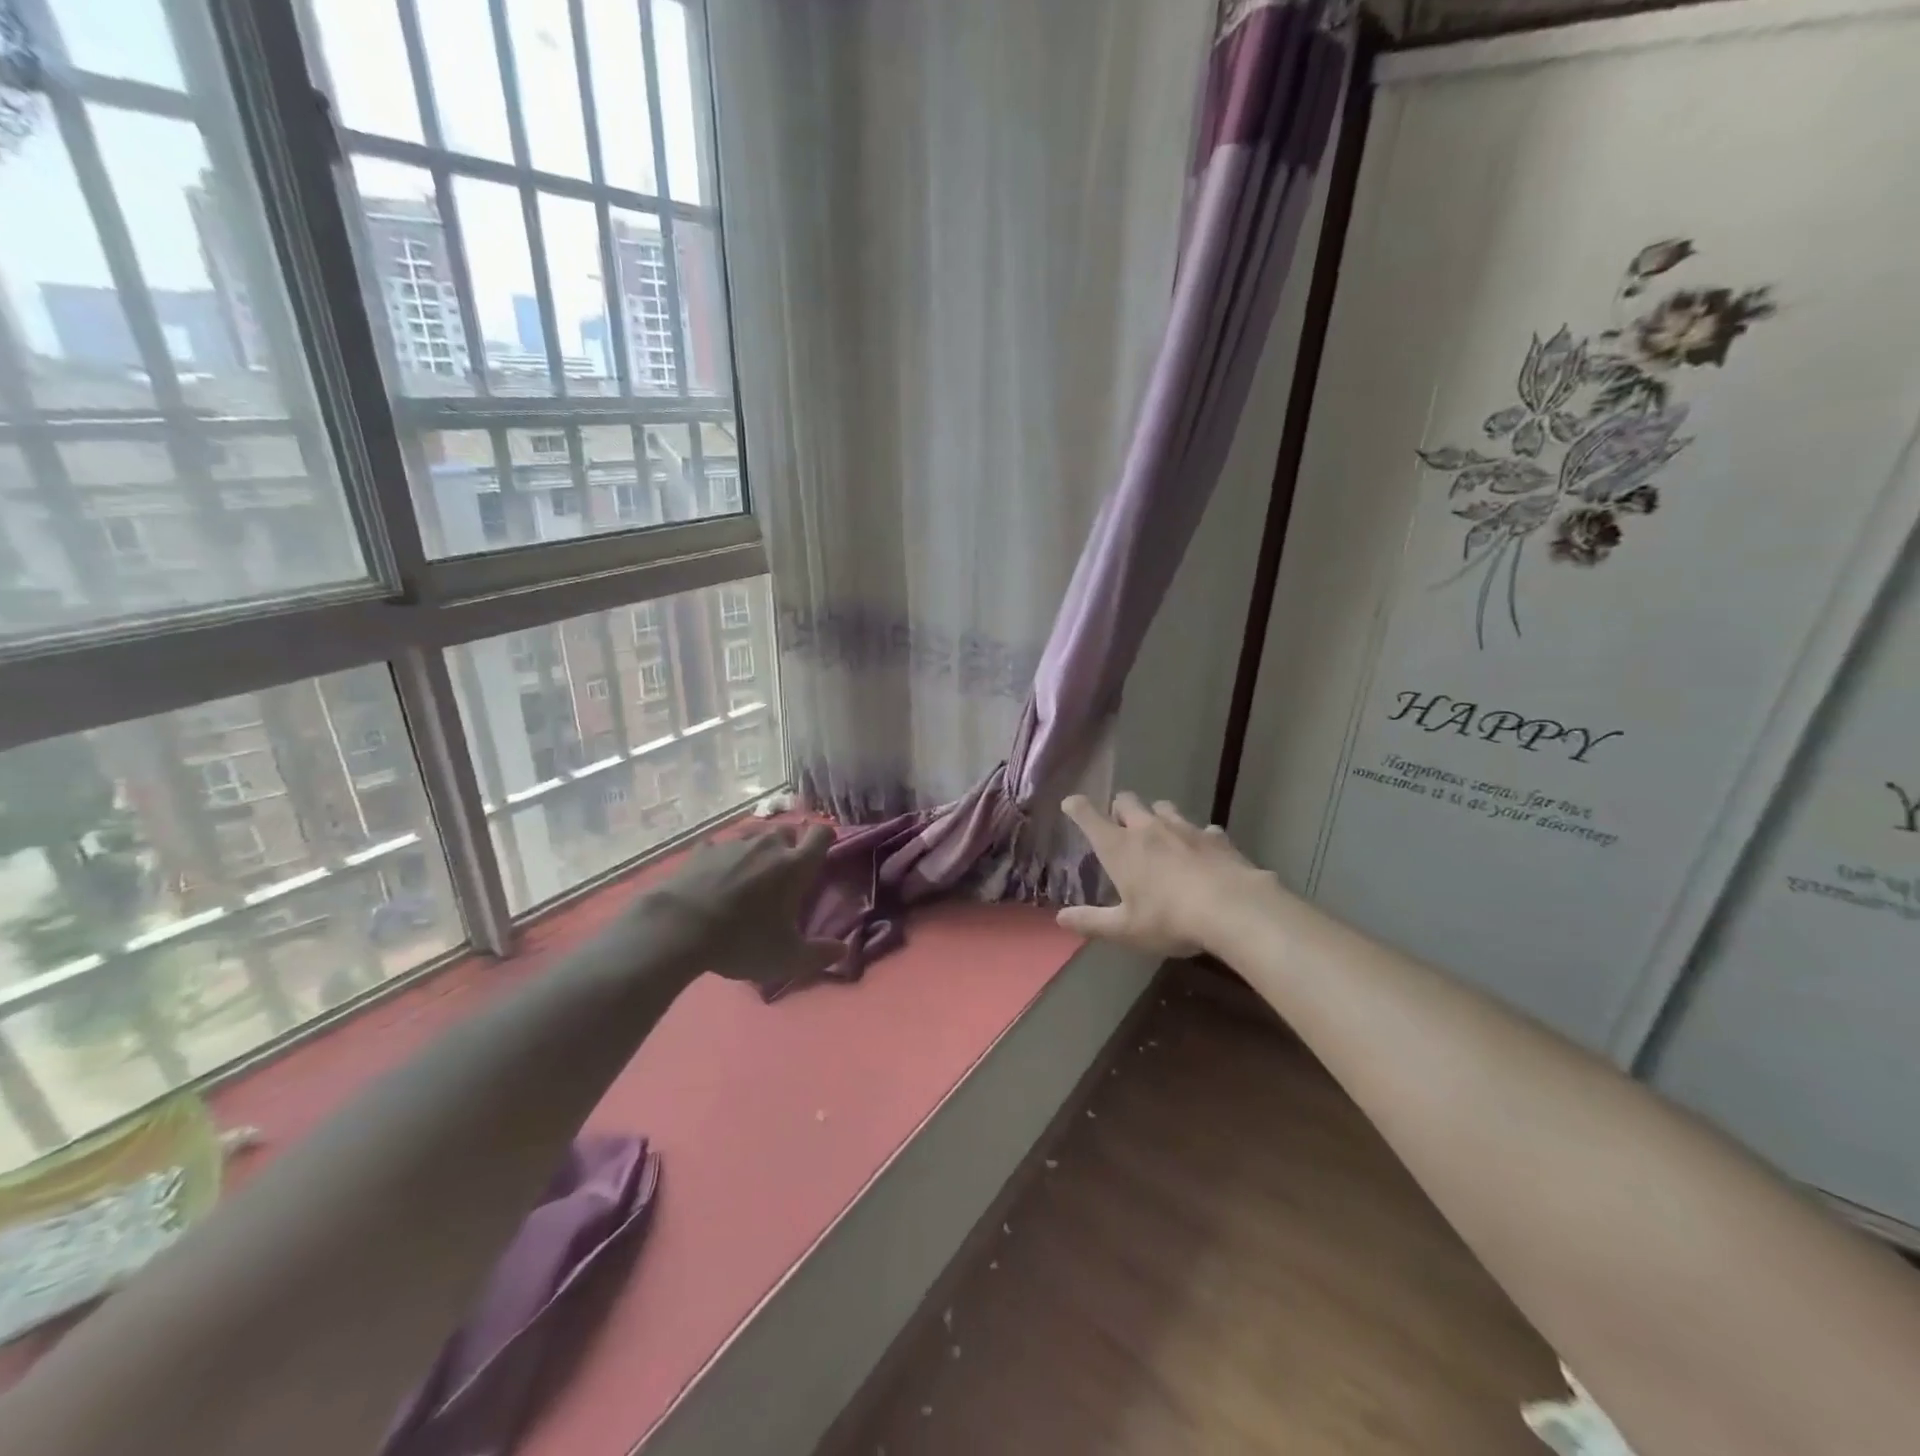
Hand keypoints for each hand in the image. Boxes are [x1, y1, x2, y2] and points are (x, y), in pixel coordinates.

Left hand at [632, 825, 842, 987]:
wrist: (679, 928)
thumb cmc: (743, 940)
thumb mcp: (787, 958)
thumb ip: (819, 954)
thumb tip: (842, 950)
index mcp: (795, 865)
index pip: (821, 834)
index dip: (825, 840)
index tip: (822, 855)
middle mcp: (768, 845)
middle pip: (787, 830)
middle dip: (789, 845)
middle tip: (784, 872)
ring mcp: (733, 844)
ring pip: (754, 836)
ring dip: (757, 850)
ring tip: (749, 875)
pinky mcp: (702, 850)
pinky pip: (720, 847)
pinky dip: (722, 859)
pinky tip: (715, 878)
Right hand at [1057, 792, 1272, 957]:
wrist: (1233, 909)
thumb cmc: (1169, 919)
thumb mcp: (1125, 929)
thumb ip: (1092, 922)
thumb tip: (1060, 918)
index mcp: (1119, 847)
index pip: (1088, 816)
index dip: (1076, 807)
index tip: (1071, 804)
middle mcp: (1148, 829)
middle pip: (1126, 800)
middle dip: (1119, 807)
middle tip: (1119, 824)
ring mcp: (1184, 828)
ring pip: (1163, 807)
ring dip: (1155, 815)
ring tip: (1159, 832)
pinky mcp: (1214, 836)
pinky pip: (1201, 828)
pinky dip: (1196, 836)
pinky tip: (1201, 851)